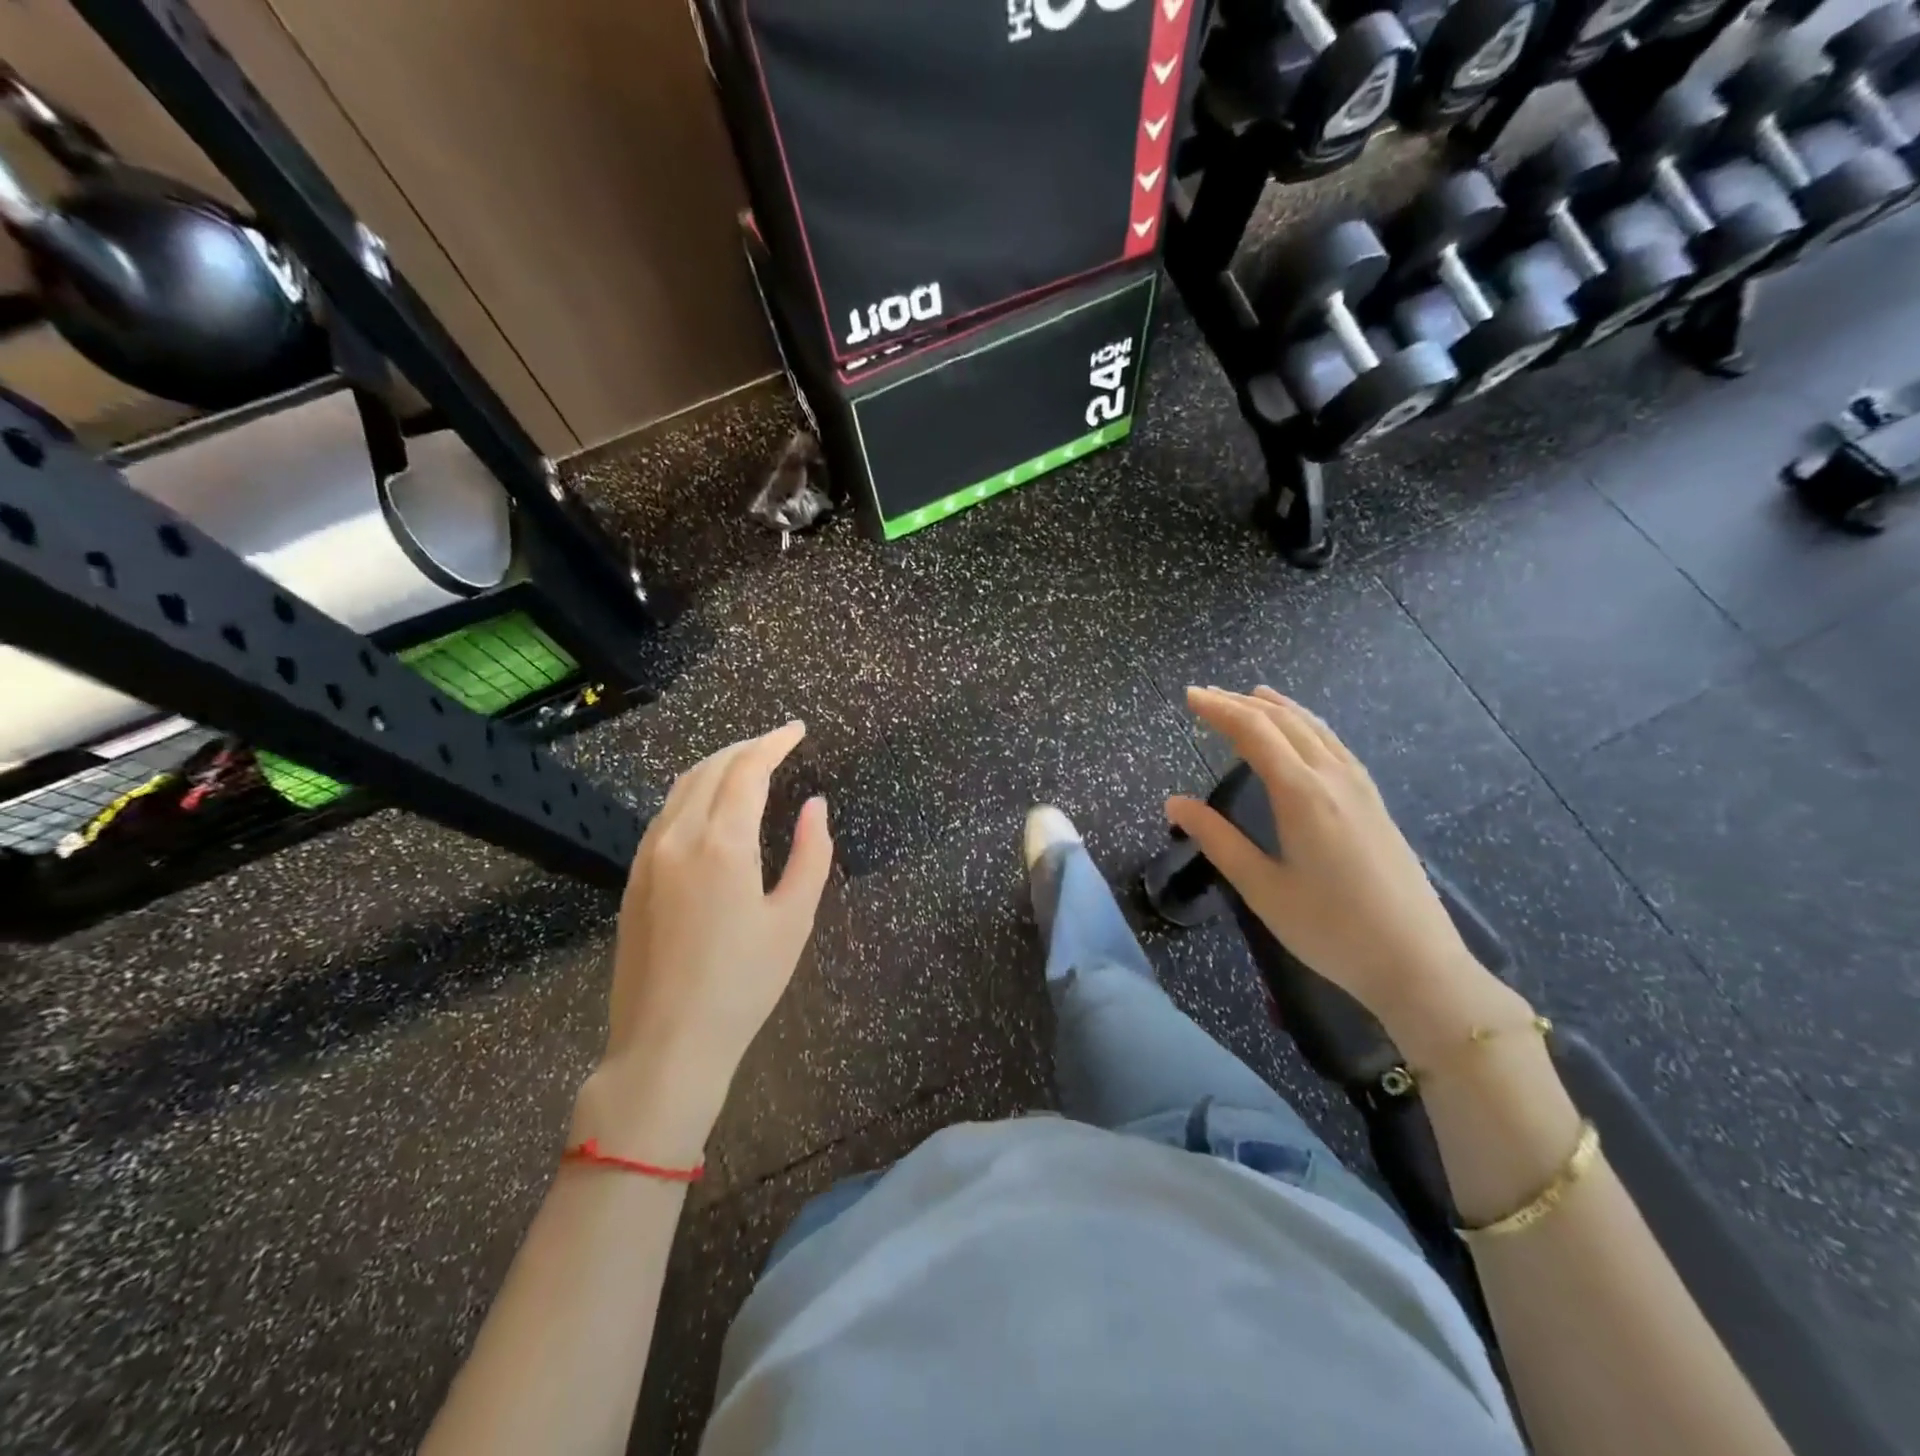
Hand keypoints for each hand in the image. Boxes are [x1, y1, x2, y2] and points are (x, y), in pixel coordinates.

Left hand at [574, 722, 833, 1162]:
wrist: (666, 1043)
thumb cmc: (743, 984)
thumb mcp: (794, 919)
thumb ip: (811, 854)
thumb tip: (816, 805)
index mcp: (722, 844)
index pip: (747, 770)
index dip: (774, 743)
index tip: (798, 731)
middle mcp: (678, 837)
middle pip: (711, 768)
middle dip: (747, 747)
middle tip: (779, 744)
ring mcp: (648, 856)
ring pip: (682, 787)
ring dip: (718, 765)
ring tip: (749, 765)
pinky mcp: (634, 877)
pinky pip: (666, 813)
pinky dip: (694, 792)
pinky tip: (712, 806)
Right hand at [1166, 687, 1527, 1058]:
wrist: (1416, 964)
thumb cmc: (1330, 929)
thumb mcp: (1262, 888)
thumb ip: (1216, 839)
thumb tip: (1174, 802)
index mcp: (1302, 794)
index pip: (1254, 732)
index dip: (1219, 710)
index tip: (1189, 696)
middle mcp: (1334, 778)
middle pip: (1284, 722)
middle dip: (1242, 703)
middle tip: (1206, 694)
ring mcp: (1361, 788)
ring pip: (1315, 728)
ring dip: (1278, 708)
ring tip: (1251, 695)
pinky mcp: (1375, 803)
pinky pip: (1335, 745)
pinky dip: (1308, 725)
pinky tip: (1303, 733)